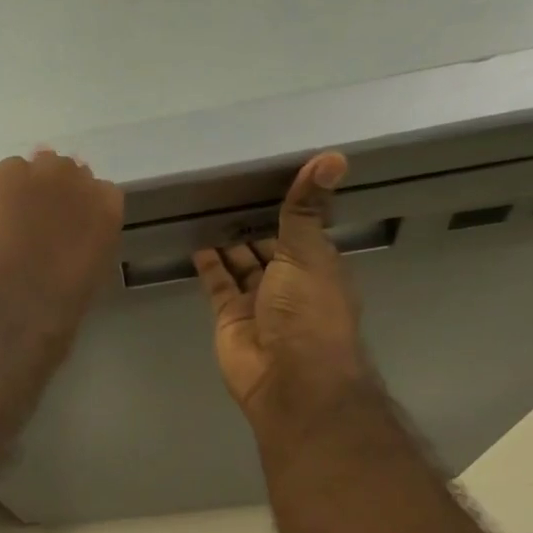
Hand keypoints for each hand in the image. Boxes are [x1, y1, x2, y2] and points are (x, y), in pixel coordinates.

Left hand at [0, 150, 124, 349]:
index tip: (68, 234)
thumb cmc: (51, 321)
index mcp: (102, 208)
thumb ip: (82, 247)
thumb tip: (63, 242)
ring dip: (11, 199)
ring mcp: (15, 175)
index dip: (79, 213)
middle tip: (31, 233)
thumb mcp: (86, 283)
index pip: (98, 193)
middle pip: (58, 172)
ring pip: (16, 175)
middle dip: (47, 197)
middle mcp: (63, 178)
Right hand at [194, 152, 373, 431]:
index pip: (300, 231)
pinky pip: (218, 285)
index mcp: (317, 266)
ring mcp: (258, 303)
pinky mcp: (229, 319)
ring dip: (228, 243)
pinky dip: (208, 266)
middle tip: (227, 190)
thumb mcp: (308, 251)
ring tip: (206, 209)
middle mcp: (289, 284)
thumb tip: (335, 155)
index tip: (265, 179)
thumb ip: (306, 208)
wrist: (289, 377)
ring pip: (241, 266)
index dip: (286, 209)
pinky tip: (196, 242)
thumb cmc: (308, 310)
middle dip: (252, 225)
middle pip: (268, 248)